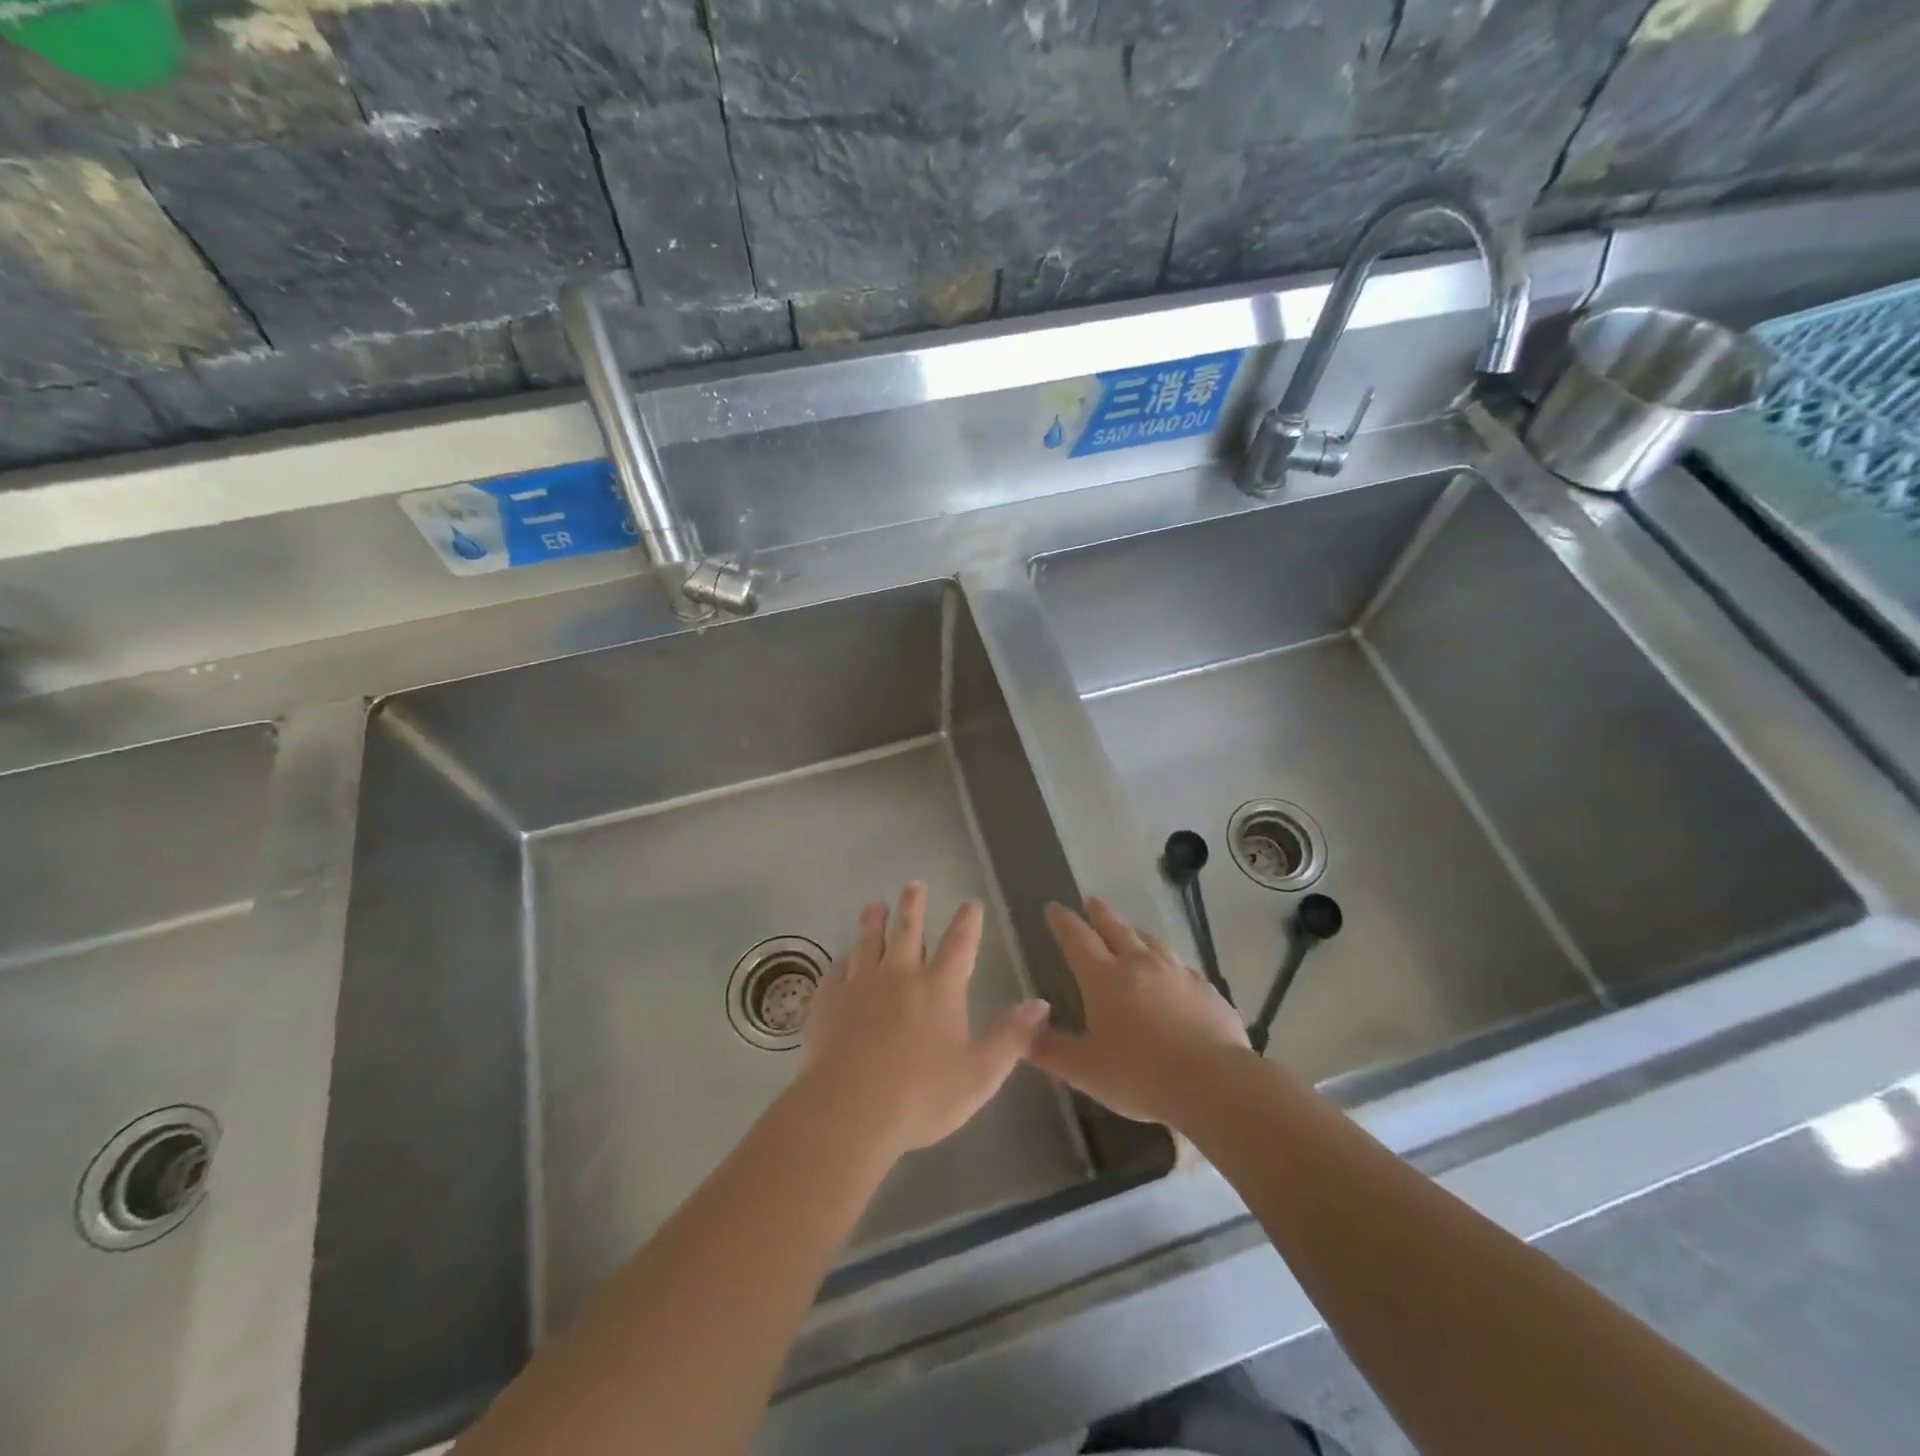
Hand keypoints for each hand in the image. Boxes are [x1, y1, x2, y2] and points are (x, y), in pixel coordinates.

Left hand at [802, 882, 1049, 1155]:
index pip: (959, 943)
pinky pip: (837, 970)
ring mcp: (860, 984)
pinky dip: (843, 960)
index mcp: (939, 986)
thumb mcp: (980, 1073)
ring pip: (868, 941)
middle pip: (908, 928)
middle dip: (914, 904)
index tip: (970, 902)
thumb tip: (1039, 1003)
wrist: (849, 1111)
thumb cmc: (921, 1095)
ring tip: (875, 905)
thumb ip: (1011, 1036)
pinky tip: (842, 959)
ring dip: (874, 920)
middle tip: (914, 884)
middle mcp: (900, 974)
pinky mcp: (829, 1000)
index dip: (967, 921)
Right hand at [1029, 897, 1250, 1126]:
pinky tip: (1174, 972)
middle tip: (1091, 900)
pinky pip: (1182, 967)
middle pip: (1116, 928)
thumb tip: (1019, 1028)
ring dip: (1136, 932)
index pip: (1077, 939)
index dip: (1063, 921)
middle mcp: (1139, 964)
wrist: (1213, 1082)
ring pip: (1151, 942)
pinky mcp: (1206, 990)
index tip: (1053, 906)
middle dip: (1100, 914)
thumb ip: (1048, 1049)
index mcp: (1103, 977)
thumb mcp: (1083, 1069)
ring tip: (1131, 930)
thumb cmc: (1139, 1074)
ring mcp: (1176, 973)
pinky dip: (1169, 963)